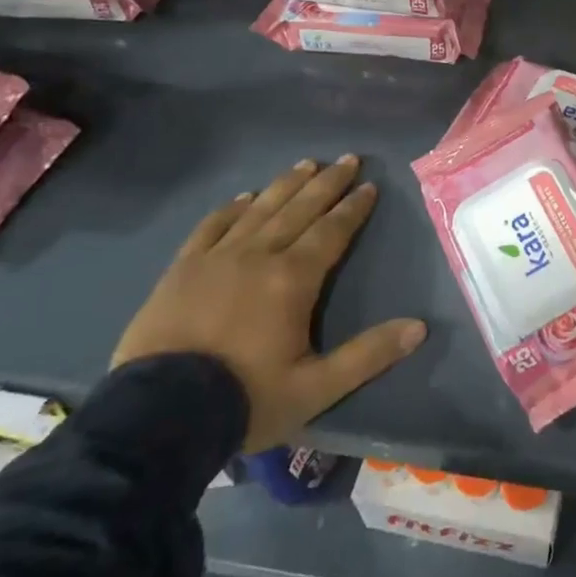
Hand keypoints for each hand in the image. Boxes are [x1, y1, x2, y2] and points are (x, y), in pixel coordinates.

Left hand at [112, 156, 426, 452]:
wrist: (156, 417)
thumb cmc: (245, 399)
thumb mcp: (316, 388)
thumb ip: (368, 355)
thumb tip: (419, 327)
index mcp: (293, 279)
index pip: (332, 231)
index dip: (353, 208)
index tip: (369, 185)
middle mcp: (258, 256)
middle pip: (300, 209)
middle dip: (327, 183)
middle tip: (347, 159)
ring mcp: (216, 258)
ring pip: (260, 210)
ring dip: (286, 185)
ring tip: (306, 164)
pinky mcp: (182, 269)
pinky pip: (212, 227)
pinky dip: (232, 209)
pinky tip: (244, 197)